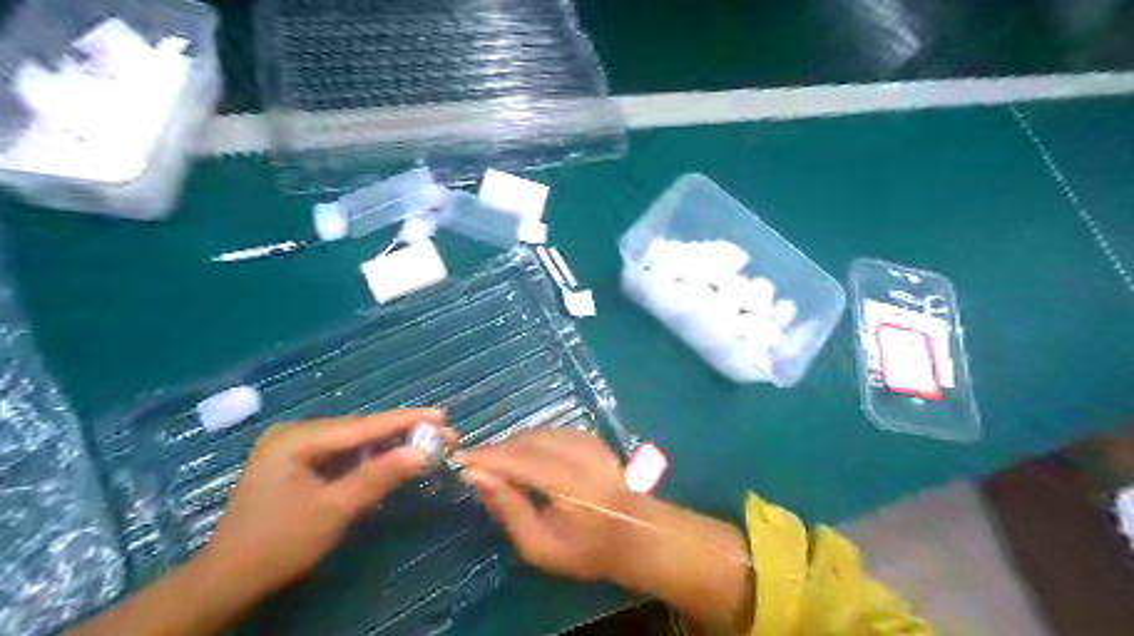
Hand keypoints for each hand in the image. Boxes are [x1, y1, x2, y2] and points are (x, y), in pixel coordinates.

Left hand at [201, 411, 455, 598]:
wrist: (225, 583)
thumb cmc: (278, 545)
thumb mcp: (334, 510)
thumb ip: (379, 476)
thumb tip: (423, 452)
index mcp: (297, 439)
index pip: (363, 426)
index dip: (406, 420)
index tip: (442, 416)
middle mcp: (295, 434)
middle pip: (360, 430)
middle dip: (402, 432)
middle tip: (442, 434)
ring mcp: (294, 448)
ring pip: (354, 441)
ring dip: (389, 445)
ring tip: (426, 444)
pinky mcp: (297, 463)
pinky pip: (342, 454)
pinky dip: (370, 458)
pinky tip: (393, 458)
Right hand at [461, 431, 635, 582]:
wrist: (633, 533)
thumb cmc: (584, 548)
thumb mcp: (539, 546)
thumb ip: (508, 509)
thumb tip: (478, 478)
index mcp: (566, 481)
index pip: (517, 459)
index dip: (486, 457)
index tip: (460, 461)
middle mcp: (576, 452)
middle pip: (526, 441)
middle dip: (497, 451)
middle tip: (478, 468)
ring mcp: (586, 441)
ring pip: (538, 433)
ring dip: (514, 445)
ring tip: (500, 466)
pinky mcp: (590, 438)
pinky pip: (551, 432)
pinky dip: (533, 441)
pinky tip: (527, 457)